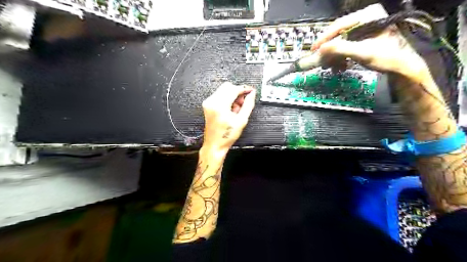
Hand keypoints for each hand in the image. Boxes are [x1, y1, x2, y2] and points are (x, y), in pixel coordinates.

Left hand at [202, 82, 257, 154]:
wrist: (215, 144)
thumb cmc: (227, 136)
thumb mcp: (242, 120)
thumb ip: (248, 104)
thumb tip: (252, 94)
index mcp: (220, 105)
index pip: (234, 89)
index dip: (244, 89)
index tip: (251, 91)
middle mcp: (212, 102)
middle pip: (227, 86)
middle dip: (237, 92)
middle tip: (243, 102)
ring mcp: (208, 103)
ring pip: (223, 90)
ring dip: (232, 96)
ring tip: (236, 109)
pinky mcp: (207, 105)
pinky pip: (219, 95)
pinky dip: (227, 99)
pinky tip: (230, 109)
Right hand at [314, 3, 429, 79]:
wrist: (402, 68)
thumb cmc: (387, 57)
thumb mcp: (362, 52)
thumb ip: (340, 48)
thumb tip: (320, 49)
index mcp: (368, 15)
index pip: (339, 25)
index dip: (324, 38)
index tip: (314, 49)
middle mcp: (365, 19)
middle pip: (339, 34)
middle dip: (329, 50)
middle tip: (321, 61)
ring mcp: (365, 29)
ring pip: (341, 42)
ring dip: (334, 56)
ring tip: (331, 68)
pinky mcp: (364, 39)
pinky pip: (346, 47)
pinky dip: (341, 58)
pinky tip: (340, 67)